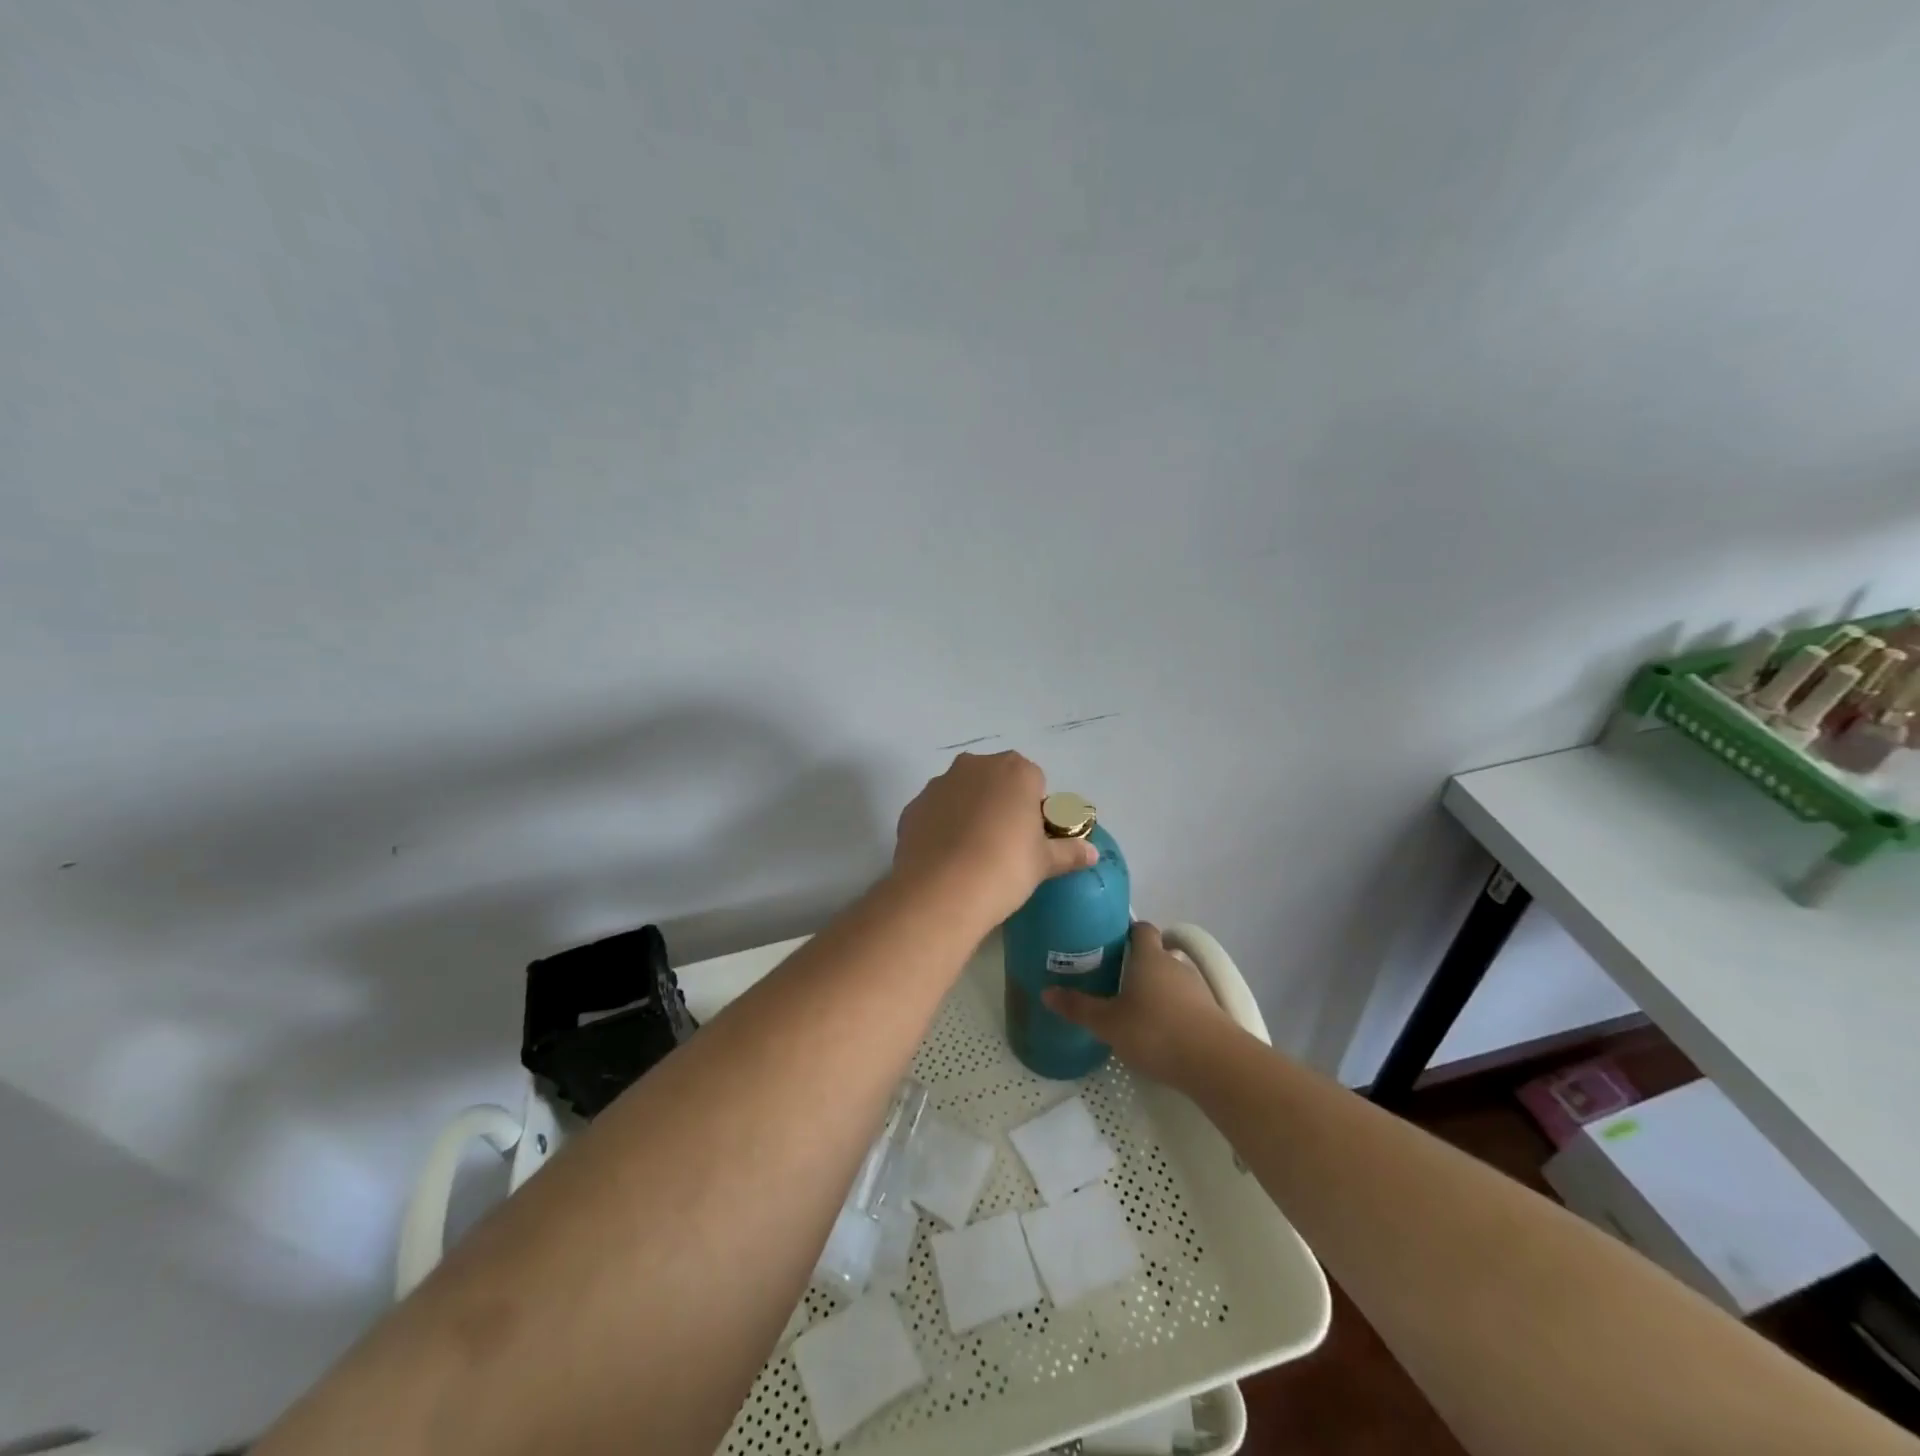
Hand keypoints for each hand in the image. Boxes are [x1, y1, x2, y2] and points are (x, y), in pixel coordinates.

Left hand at [893, 751, 1096, 926]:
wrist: (941, 891)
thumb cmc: (1005, 868)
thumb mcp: (1044, 863)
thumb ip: (1069, 852)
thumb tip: (1092, 853)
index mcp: (1015, 771)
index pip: (1034, 780)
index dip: (1035, 808)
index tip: (1032, 837)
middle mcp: (975, 766)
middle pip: (996, 780)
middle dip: (1001, 803)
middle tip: (1005, 845)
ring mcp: (939, 784)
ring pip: (962, 793)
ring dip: (969, 813)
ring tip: (972, 855)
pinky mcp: (913, 807)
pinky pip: (935, 812)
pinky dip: (942, 827)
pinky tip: (946, 859)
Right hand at [1043, 922, 1233, 1085]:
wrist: (1215, 1063)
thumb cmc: (1155, 1032)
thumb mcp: (1108, 1023)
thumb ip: (1078, 1008)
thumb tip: (1046, 992)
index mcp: (1149, 957)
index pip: (1142, 929)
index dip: (1128, 932)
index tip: (1111, 942)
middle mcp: (1175, 965)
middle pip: (1157, 955)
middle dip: (1139, 965)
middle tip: (1115, 980)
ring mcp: (1197, 989)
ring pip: (1172, 980)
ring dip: (1157, 990)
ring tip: (1135, 1009)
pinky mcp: (1211, 1014)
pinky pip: (1186, 1003)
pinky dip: (1173, 1011)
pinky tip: (1160, 1032)